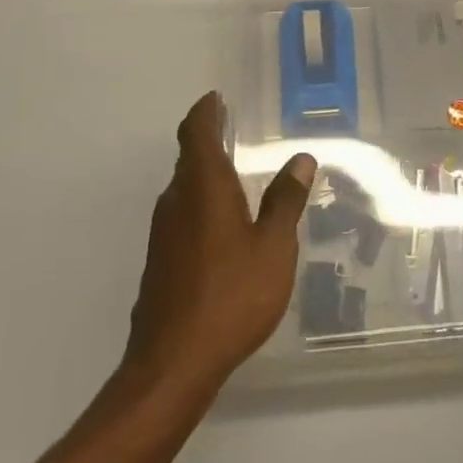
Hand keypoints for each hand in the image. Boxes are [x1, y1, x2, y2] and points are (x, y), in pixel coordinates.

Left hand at [122, 92, 315, 403]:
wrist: (173, 364)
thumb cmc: (231, 295)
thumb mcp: (273, 247)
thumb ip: (285, 201)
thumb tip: (301, 158)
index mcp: (203, 186)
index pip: (196, 132)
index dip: (206, 111)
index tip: (217, 98)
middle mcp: (177, 200)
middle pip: (189, 157)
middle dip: (209, 140)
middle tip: (234, 130)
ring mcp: (163, 233)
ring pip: (184, 188)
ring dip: (205, 174)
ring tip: (235, 174)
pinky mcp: (161, 261)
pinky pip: (183, 215)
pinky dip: (201, 204)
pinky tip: (223, 225)